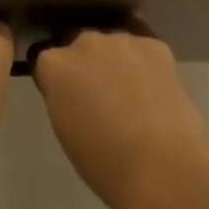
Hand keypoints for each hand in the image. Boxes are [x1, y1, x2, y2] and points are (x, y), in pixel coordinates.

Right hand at [33, 26, 208, 208]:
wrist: (161, 169)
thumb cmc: (105, 163)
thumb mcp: (65, 129)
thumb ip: (62, 96)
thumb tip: (74, 90)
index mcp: (54, 64)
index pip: (47, 61)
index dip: (59, 81)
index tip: (70, 100)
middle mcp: (83, 41)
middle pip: (80, 47)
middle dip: (88, 66)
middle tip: (103, 98)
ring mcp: (120, 39)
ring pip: (113, 46)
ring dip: (117, 63)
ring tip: (134, 95)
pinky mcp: (154, 45)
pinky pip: (144, 49)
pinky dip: (147, 65)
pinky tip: (156, 91)